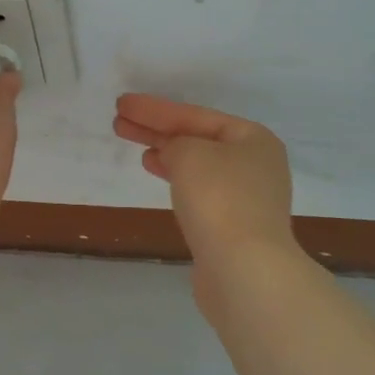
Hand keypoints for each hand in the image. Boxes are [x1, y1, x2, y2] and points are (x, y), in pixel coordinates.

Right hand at [113, 93, 298, 279]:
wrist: (245, 270)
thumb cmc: (219, 199)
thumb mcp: (190, 153)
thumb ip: (175, 143)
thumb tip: (173, 154)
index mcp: (253, 139)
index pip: (194, 115)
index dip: (155, 109)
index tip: (122, 103)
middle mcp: (255, 164)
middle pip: (196, 138)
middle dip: (156, 128)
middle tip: (119, 121)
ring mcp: (247, 198)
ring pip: (196, 165)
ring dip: (165, 152)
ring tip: (134, 143)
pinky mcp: (233, 226)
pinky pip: (199, 190)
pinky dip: (175, 178)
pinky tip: (156, 172)